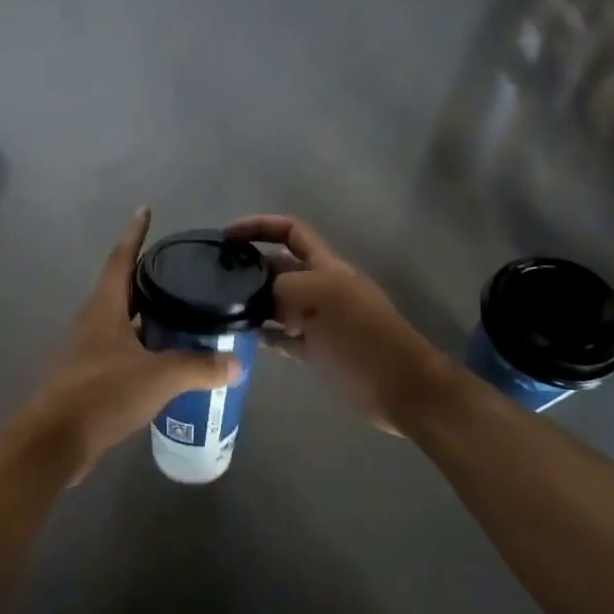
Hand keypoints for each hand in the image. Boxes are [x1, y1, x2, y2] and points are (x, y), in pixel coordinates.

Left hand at [14, 209, 239, 484]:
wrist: (54, 442)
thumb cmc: (101, 394)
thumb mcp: (157, 377)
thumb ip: (198, 367)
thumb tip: (236, 363)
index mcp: (104, 307)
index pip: (121, 258)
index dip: (135, 234)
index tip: (144, 210)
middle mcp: (93, 321)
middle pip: (122, 288)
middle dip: (148, 277)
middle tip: (180, 270)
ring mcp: (88, 350)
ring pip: (123, 322)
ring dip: (148, 316)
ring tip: (182, 314)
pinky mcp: (89, 378)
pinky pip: (122, 351)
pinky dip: (144, 348)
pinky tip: (166, 361)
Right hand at [226, 214, 458, 434]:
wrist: (399, 387)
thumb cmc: (362, 335)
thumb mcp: (321, 297)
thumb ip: (283, 288)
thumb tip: (256, 297)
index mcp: (325, 266)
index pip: (290, 231)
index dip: (260, 226)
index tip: (228, 236)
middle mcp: (320, 287)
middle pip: (279, 266)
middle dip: (251, 265)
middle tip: (215, 277)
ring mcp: (318, 320)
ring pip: (278, 303)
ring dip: (254, 302)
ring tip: (222, 307)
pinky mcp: (316, 350)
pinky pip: (283, 335)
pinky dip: (265, 333)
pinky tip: (245, 336)